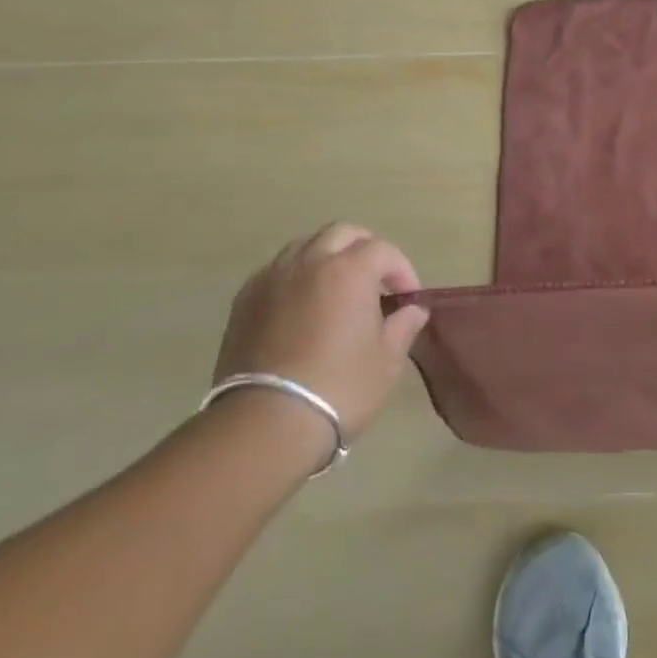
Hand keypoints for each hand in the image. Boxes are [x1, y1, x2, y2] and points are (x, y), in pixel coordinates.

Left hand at [213, 224, 429, 455]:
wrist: (265, 424)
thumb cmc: (340, 387)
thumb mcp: (388, 359)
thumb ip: (404, 325)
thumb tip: (413, 309)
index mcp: (349, 269)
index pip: (384, 250)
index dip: (402, 270)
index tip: (408, 299)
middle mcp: (310, 262)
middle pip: (342, 234)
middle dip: (365, 249)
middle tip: (376, 282)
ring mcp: (272, 279)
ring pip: (305, 246)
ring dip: (328, 258)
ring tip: (337, 290)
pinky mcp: (244, 302)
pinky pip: (276, 271)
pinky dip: (296, 277)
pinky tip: (303, 307)